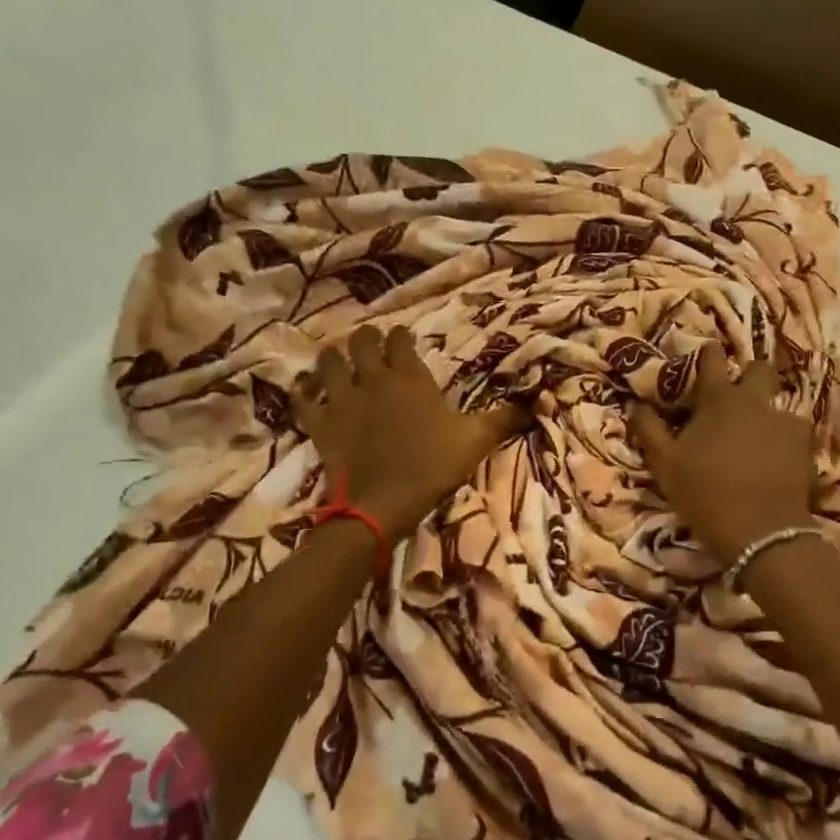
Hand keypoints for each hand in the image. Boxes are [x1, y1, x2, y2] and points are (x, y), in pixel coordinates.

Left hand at [293, 325, 525, 540]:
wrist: (382, 503)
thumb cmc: (432, 466)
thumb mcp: (475, 441)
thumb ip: (503, 419)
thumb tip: (537, 404)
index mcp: (409, 377)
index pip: (400, 341)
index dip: (401, 336)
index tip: (404, 337)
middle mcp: (372, 379)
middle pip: (361, 343)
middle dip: (366, 338)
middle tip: (370, 343)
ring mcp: (341, 400)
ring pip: (328, 364)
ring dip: (332, 358)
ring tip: (336, 359)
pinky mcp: (319, 425)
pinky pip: (302, 400)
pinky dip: (303, 393)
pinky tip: (306, 391)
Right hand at [628, 343, 816, 564]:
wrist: (760, 532)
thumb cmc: (705, 493)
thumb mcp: (665, 465)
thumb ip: (649, 429)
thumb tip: (636, 404)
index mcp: (719, 399)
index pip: (713, 357)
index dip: (708, 353)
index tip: (704, 357)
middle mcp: (755, 401)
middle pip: (759, 368)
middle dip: (749, 374)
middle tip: (736, 397)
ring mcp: (786, 422)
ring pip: (779, 403)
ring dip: (767, 413)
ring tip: (758, 437)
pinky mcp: (806, 447)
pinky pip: (794, 434)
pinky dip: (784, 441)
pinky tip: (777, 460)